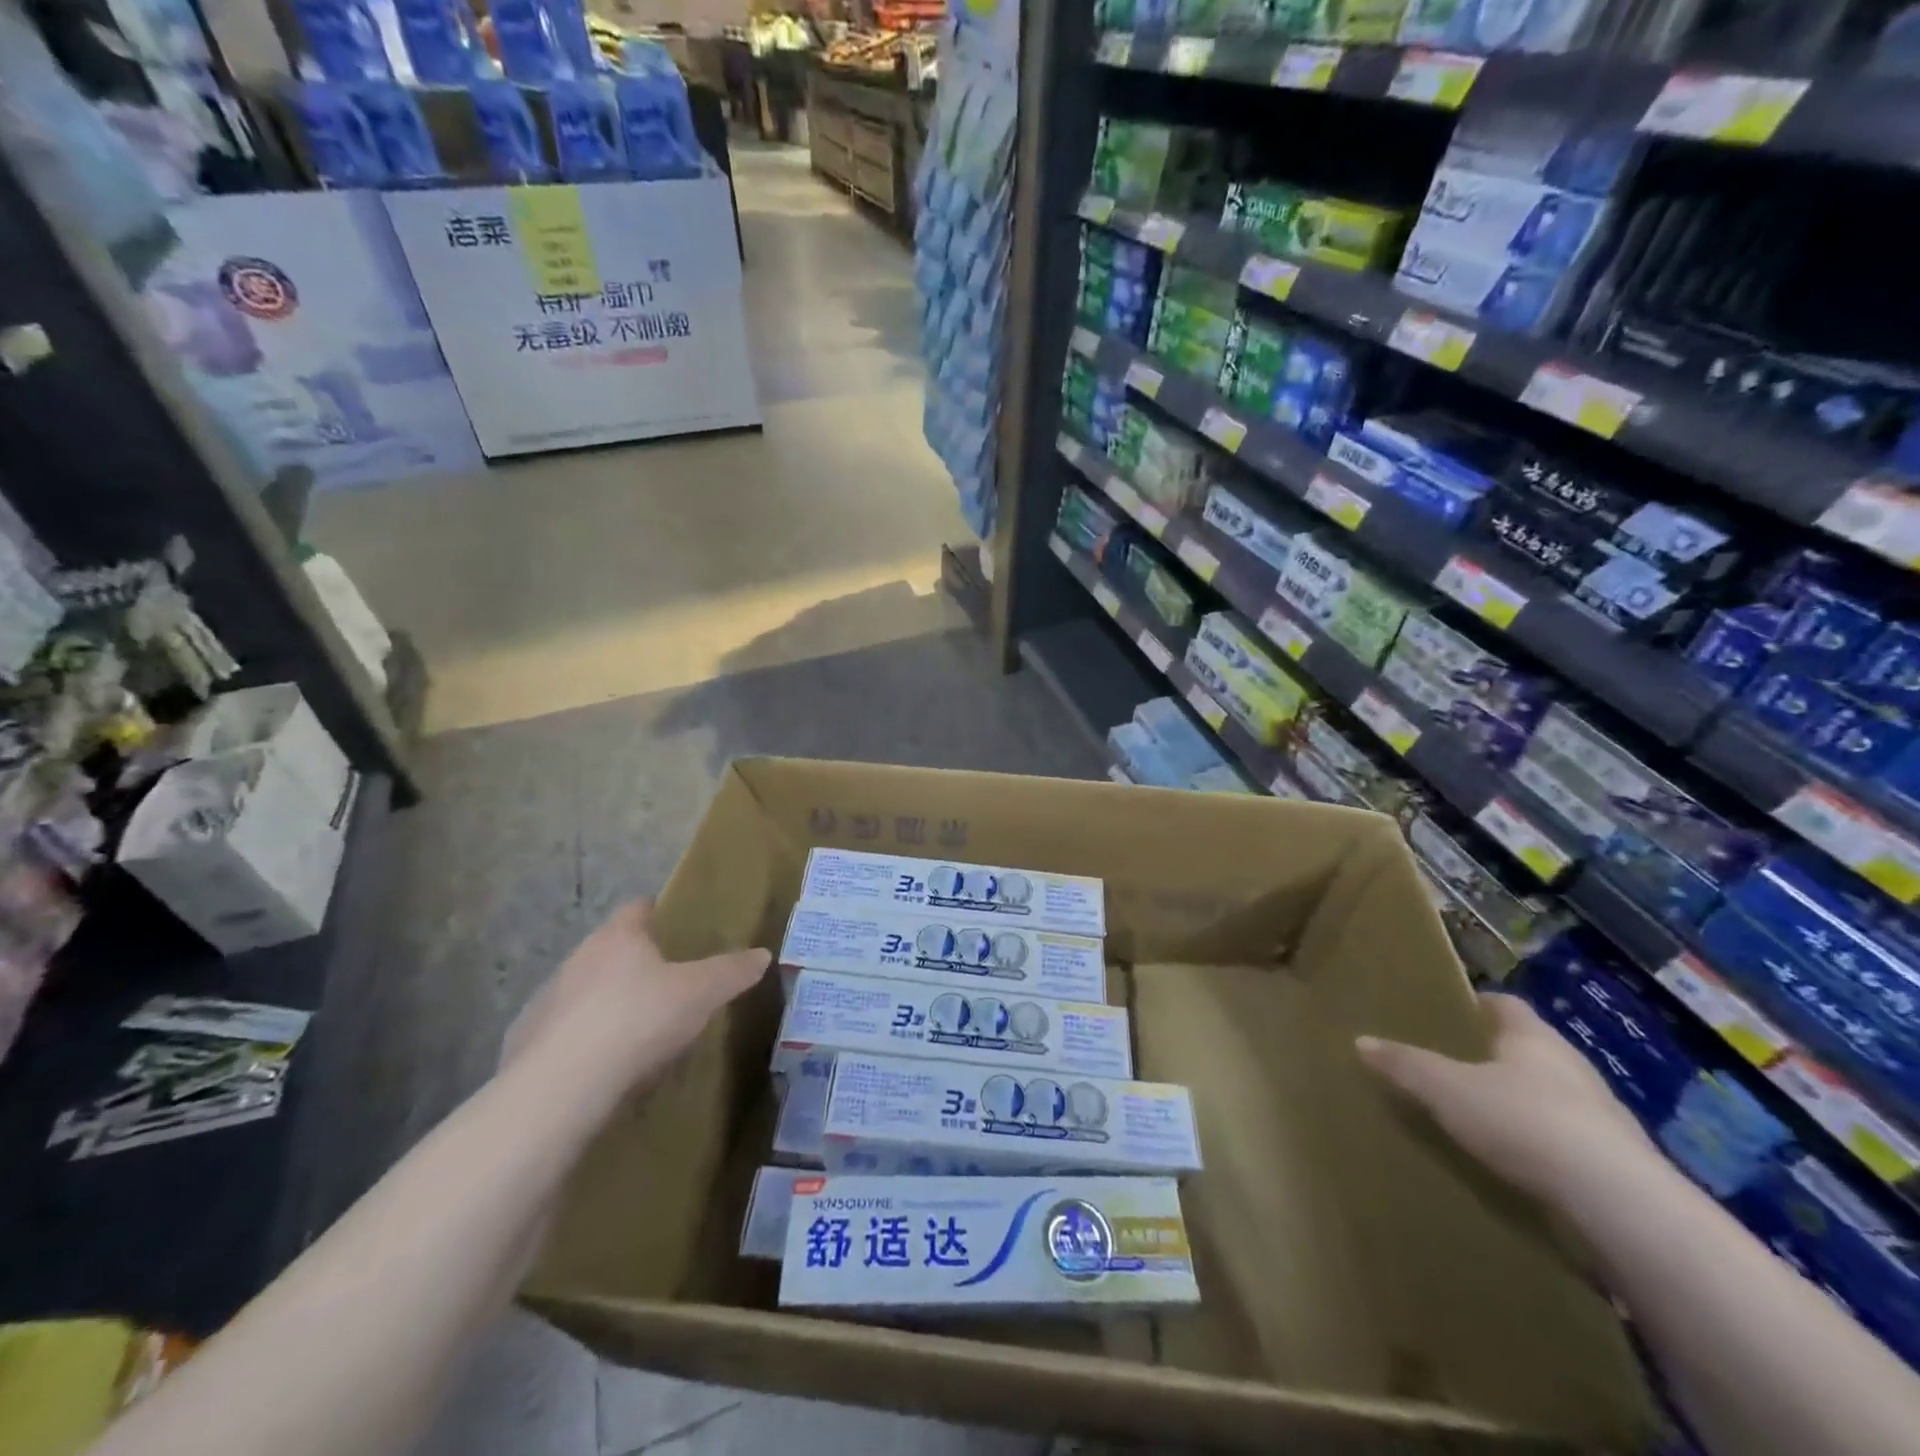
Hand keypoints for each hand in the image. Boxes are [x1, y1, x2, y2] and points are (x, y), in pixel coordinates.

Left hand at [501, 899, 768, 1100]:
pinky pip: (565, 1031)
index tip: (674, 924)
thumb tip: (763, 954)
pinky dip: (584, 1040)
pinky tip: (604, 1064)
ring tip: (637, 1028)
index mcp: (619, 937)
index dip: (657, 912)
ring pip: (585, 990)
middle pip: (611, 949)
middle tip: (667, 981)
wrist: (562, 1086)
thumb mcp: (701, 993)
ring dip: (608, 1001)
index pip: (638, 908)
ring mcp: (548, 999)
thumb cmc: (638, 1019)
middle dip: (635, 961)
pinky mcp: (527, 1042)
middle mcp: (578, 958)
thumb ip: (732, 971)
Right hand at [1357, 992, 1654, 1203]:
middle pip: (1530, 1050)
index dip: (1478, 1004)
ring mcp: (1604, 1118)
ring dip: (1523, 1103)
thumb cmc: (1525, 1122)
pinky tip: (1519, 1164)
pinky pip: (1570, 1142)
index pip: (1506, 1005)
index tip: (1450, 1012)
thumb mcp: (1447, 1090)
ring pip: (1553, 1096)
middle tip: (1454, 1064)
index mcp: (1534, 1039)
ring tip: (1482, 1118)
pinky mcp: (1619, 1166)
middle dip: (1496, 1055)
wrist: (1619, 1205)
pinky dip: (1544, 1145)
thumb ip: (1405, 1065)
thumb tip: (1361, 1040)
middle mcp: (1574, 1068)